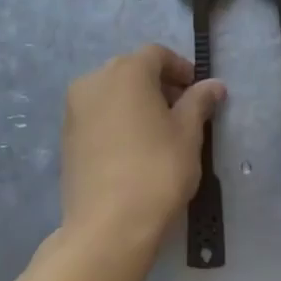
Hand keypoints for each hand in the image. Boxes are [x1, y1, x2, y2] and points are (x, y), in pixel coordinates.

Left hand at [61, 45, 225, 254]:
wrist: (107, 225)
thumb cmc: (157, 170)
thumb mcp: (188, 134)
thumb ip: (199, 102)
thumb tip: (214, 85)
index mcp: (126, 71)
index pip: (157, 54)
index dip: (180, 68)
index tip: (198, 90)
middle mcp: (94, 80)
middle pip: (132, 70)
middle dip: (158, 84)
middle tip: (182, 111)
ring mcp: (74, 108)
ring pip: (112, 92)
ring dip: (136, 102)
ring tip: (159, 131)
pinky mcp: (66, 136)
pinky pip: (97, 114)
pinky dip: (116, 119)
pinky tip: (133, 147)